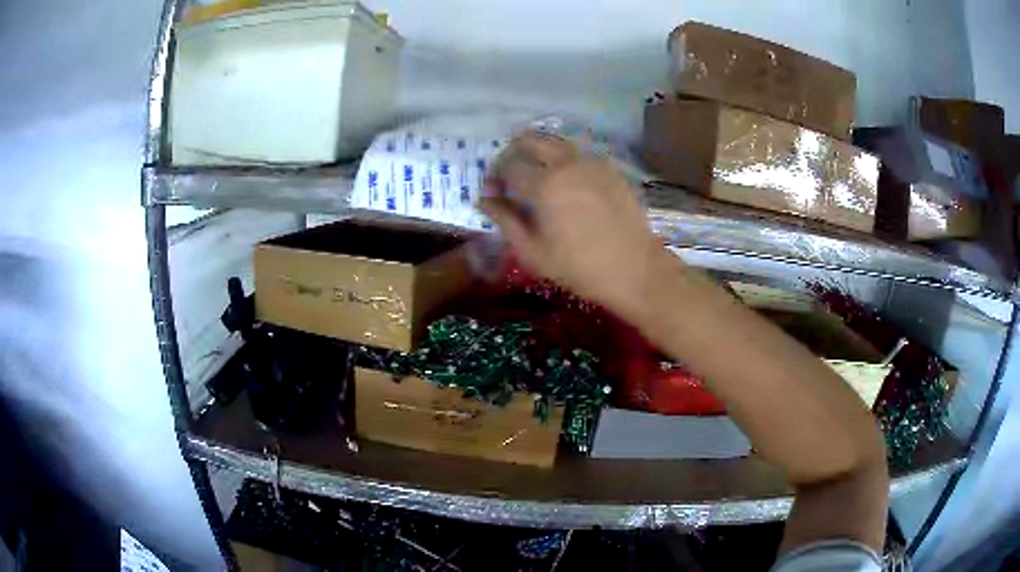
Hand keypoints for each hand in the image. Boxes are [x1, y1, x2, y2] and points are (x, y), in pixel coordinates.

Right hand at [479, 132, 667, 312]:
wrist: (635, 269)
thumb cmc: (580, 267)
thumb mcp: (534, 252)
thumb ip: (506, 221)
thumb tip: (484, 199)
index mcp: (545, 186)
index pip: (509, 167)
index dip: (495, 176)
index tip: (492, 190)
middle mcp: (567, 165)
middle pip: (532, 141)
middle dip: (514, 150)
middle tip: (509, 169)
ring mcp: (592, 163)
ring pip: (557, 142)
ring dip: (539, 149)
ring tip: (533, 168)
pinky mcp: (610, 169)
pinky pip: (580, 153)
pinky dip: (564, 157)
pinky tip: (565, 177)